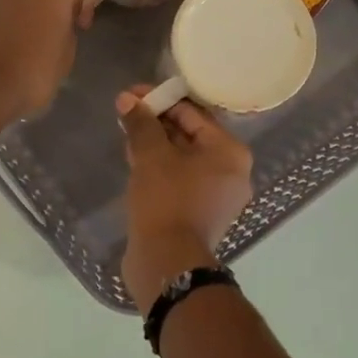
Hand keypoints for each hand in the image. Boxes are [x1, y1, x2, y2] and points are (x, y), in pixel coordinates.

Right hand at [116, 86, 253, 312]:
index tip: (131, 96)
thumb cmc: (166, 200)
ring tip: (126, 135)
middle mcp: (231, 172)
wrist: (168, 261)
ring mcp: (217, 196)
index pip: (194, 113)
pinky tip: (135, 162)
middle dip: (157, 123)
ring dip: (156, 145)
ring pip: (183, 159)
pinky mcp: (200, 214)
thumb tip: (127, 100)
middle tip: (126, 114)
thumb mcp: (151, 155)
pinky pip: (180, 180)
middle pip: (191, 136)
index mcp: (230, 152)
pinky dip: (160, 169)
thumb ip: (141, 123)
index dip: (160, 100)